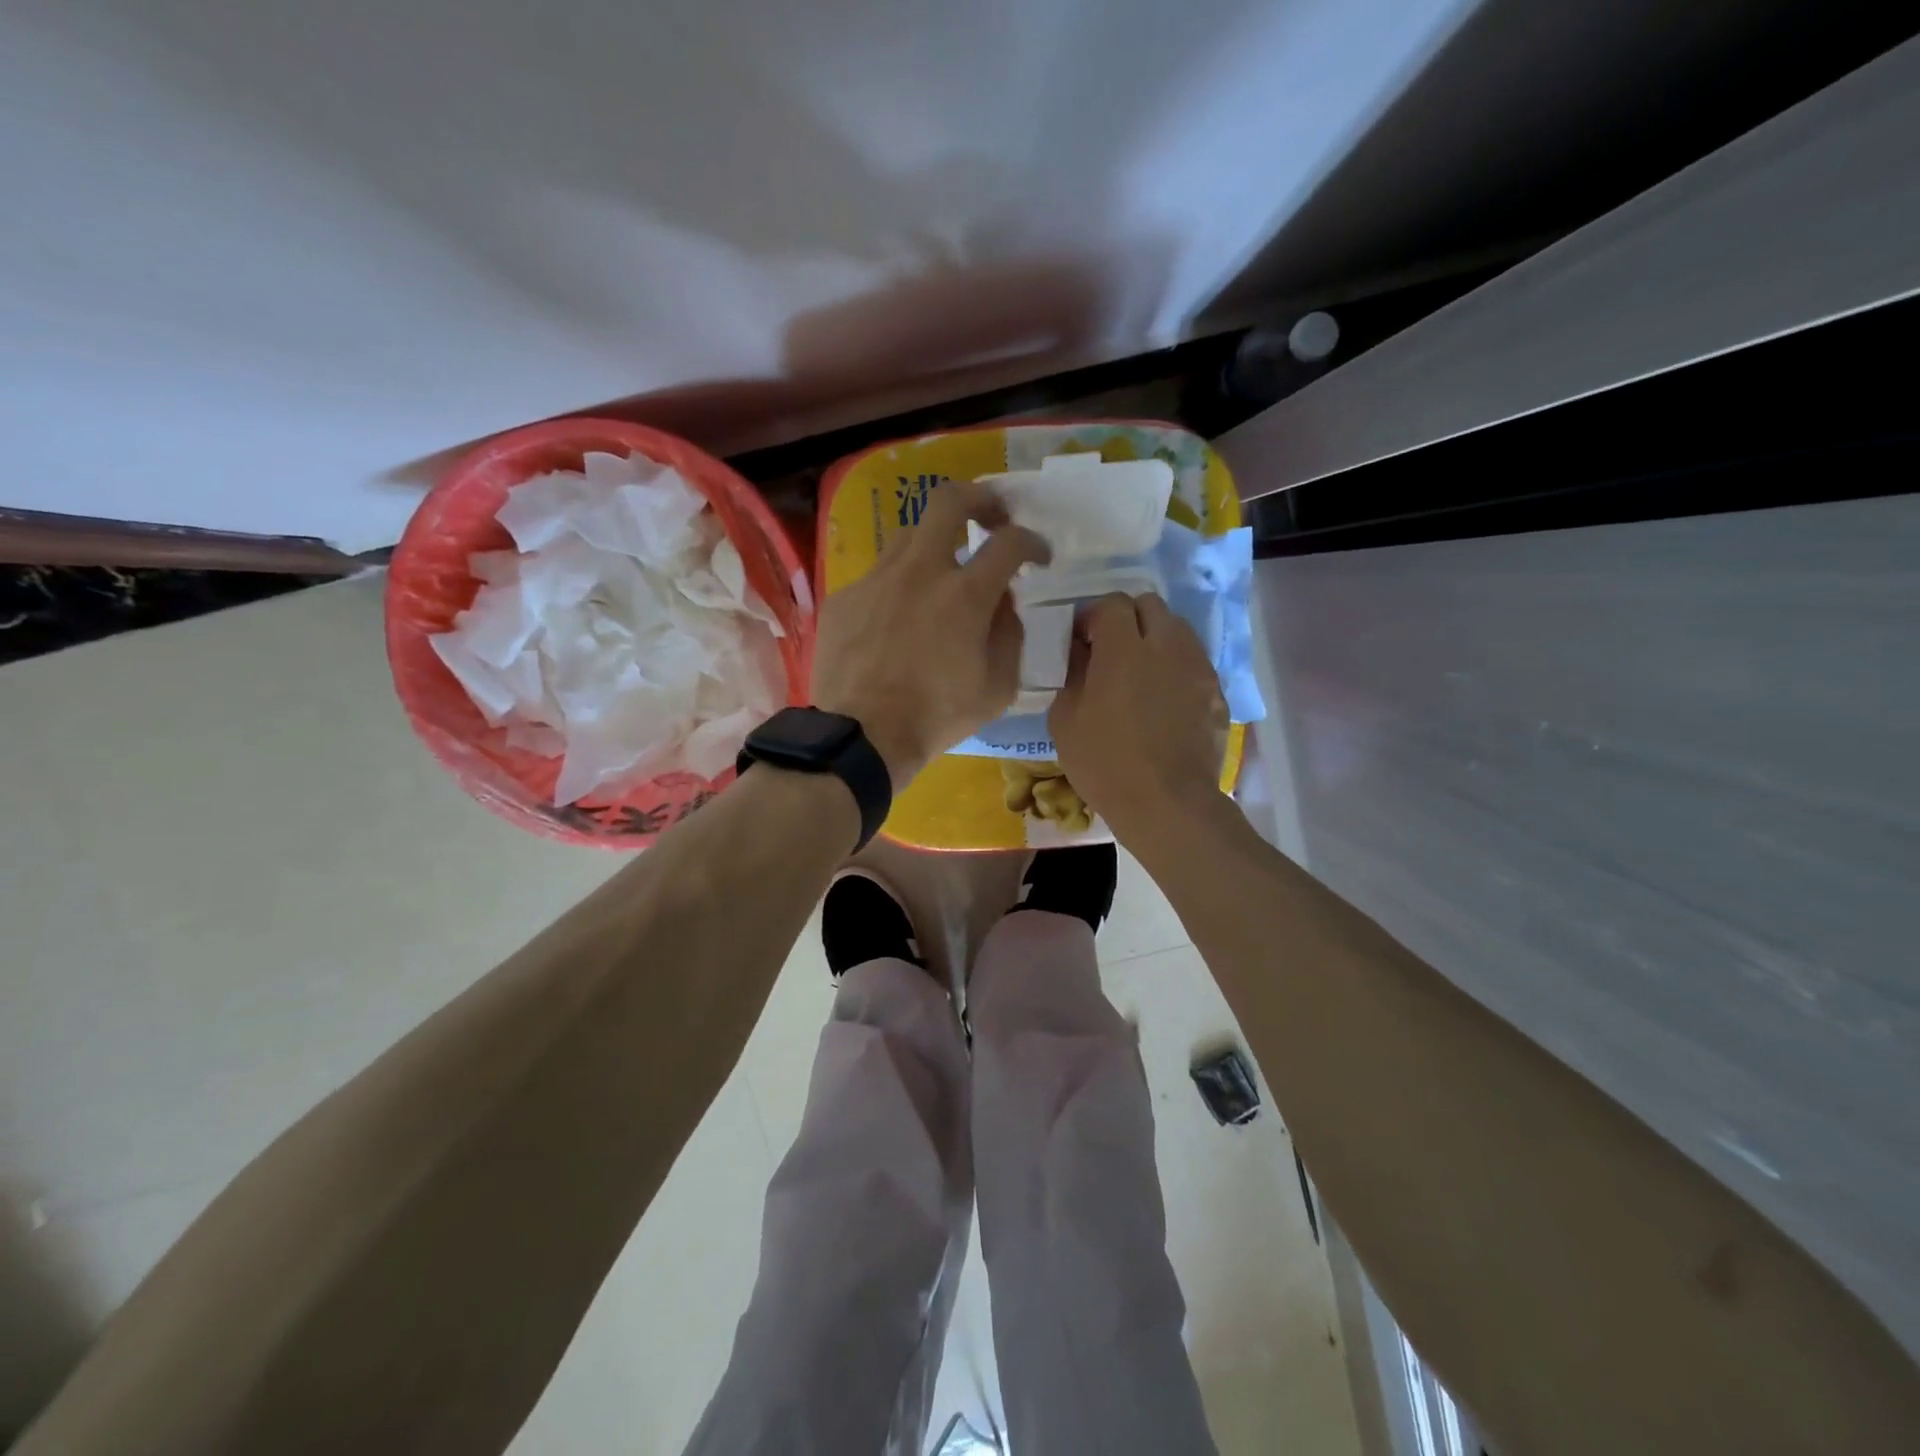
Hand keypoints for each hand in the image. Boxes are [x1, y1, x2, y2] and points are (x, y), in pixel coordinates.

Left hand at [811, 479, 1049, 784]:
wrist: (862, 736)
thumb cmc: (937, 716)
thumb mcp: (998, 687)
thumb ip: (1009, 635)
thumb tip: (1003, 604)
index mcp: (965, 594)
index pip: (1010, 542)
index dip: (1032, 542)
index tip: (1038, 556)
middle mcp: (920, 571)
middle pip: (950, 501)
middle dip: (980, 499)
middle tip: (992, 518)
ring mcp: (876, 580)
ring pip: (909, 536)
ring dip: (935, 545)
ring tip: (941, 574)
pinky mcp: (844, 598)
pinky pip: (878, 577)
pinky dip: (898, 587)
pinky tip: (896, 620)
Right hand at [1049, 593, 1226, 842]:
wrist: (1167, 804)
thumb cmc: (1105, 763)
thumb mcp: (1065, 719)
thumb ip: (1072, 673)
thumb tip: (1080, 651)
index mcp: (1124, 649)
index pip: (1112, 603)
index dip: (1093, 616)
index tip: (1082, 640)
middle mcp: (1167, 646)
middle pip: (1150, 605)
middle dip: (1128, 619)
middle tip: (1111, 650)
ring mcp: (1198, 668)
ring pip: (1178, 630)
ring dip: (1155, 639)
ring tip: (1141, 672)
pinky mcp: (1216, 692)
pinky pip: (1194, 663)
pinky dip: (1176, 668)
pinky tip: (1163, 700)